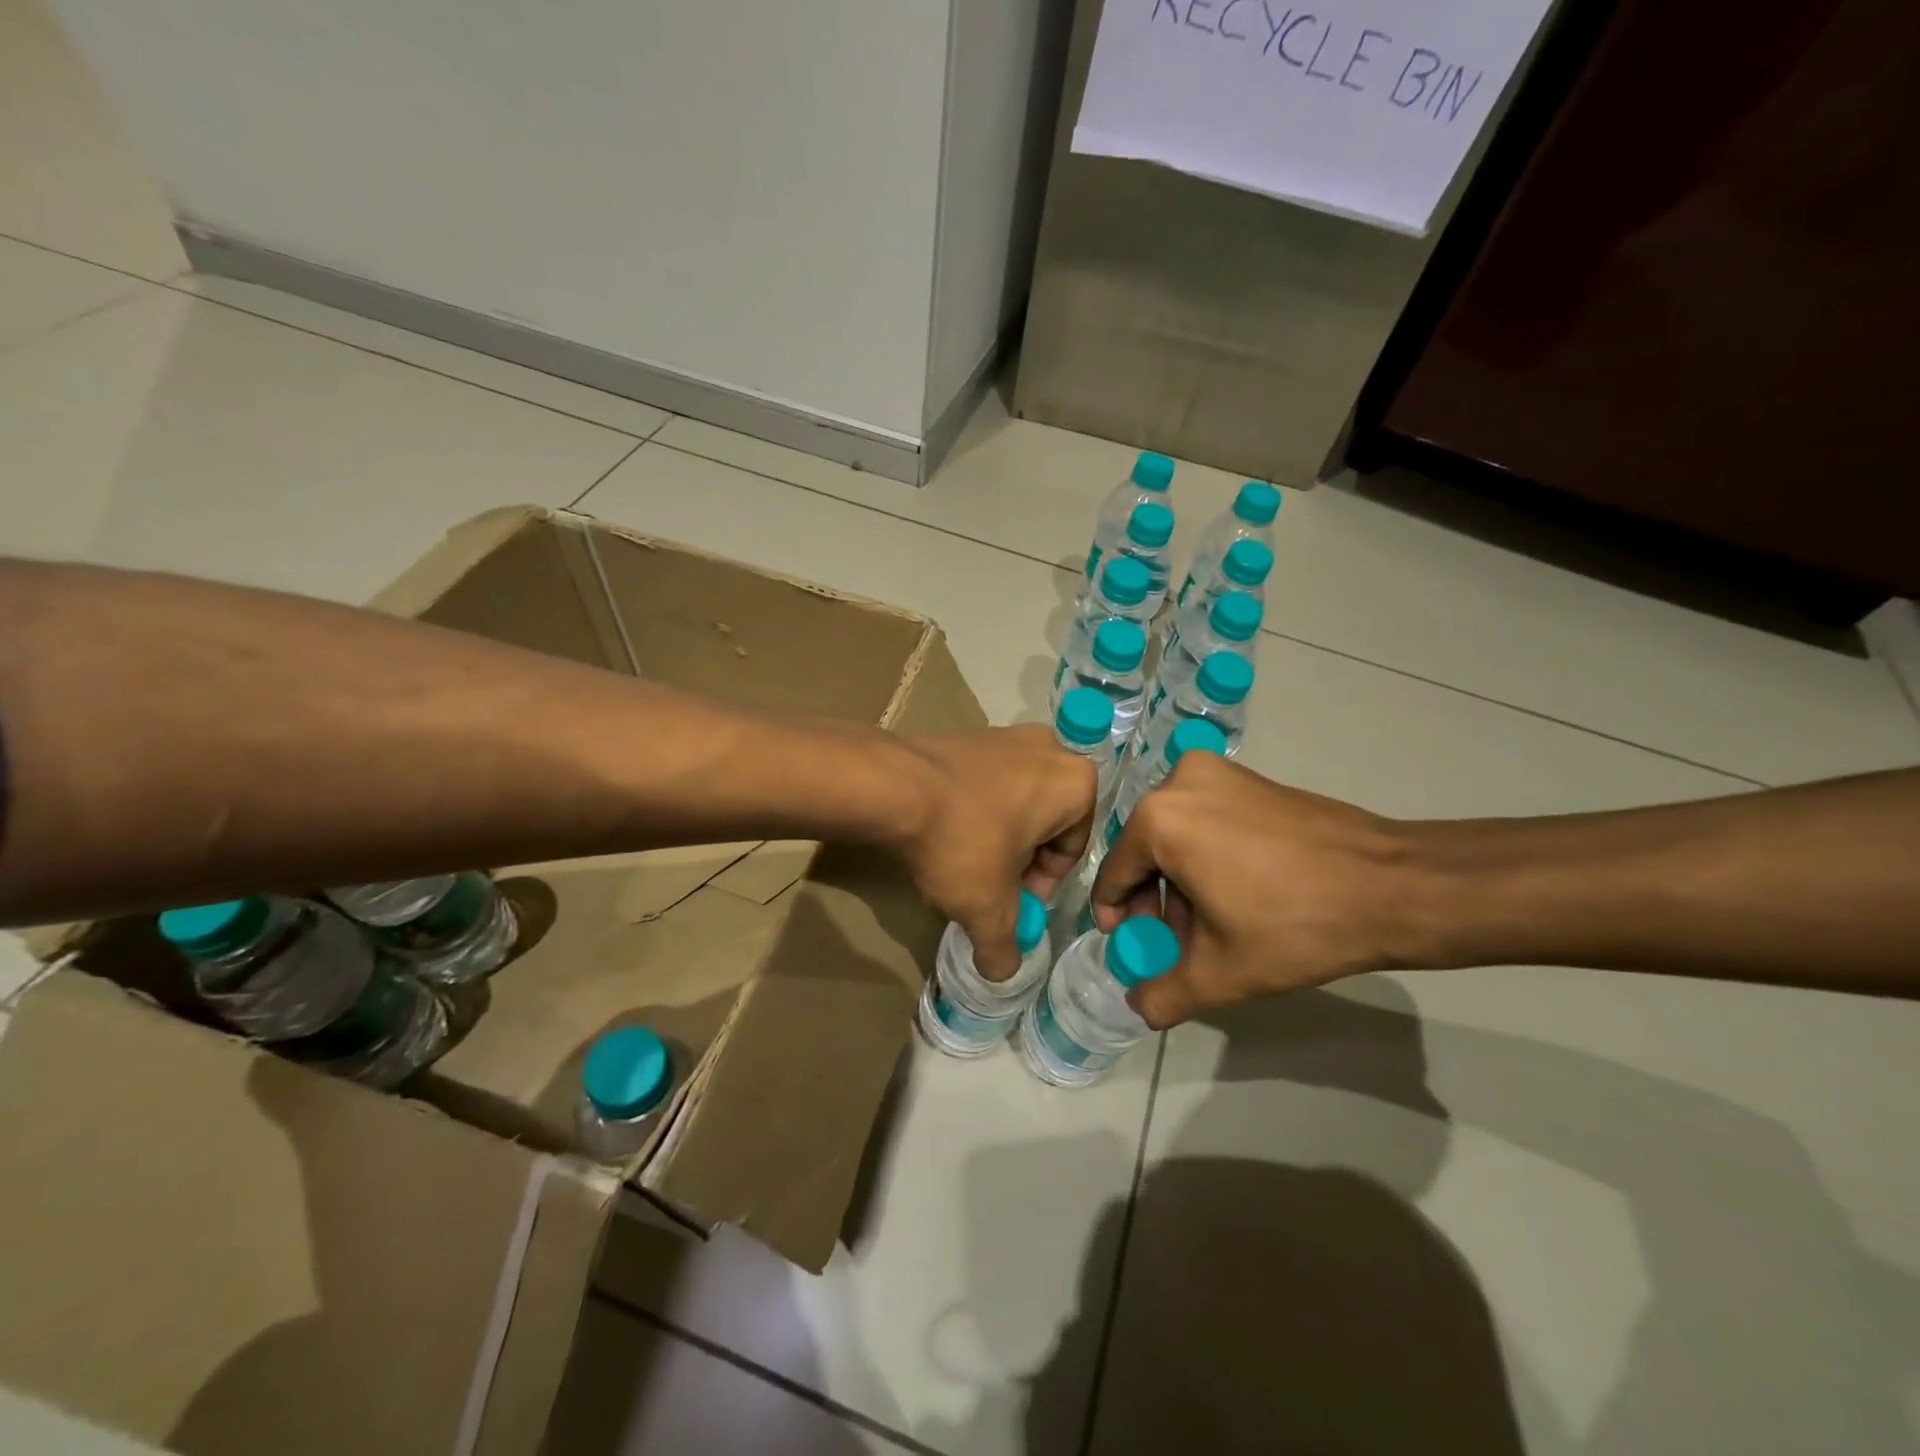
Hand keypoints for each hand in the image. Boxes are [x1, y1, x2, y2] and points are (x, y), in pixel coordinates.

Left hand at [897, 727, 1094, 977]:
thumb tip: (1002, 972)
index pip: (1070, 851)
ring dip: (997, 837)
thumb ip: (1004, 948)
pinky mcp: (969, 734)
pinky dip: (973, 811)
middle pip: (1044, 825)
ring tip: (963, 863)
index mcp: (1075, 784)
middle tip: (988, 885)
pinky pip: (986, 783)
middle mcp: (1049, 749)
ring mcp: (1007, 735)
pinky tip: (945, 834)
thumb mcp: (988, 909)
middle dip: (1019, 860)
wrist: (893, 786)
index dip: (1041, 886)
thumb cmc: (962, 842)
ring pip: (1015, 803)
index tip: (1012, 902)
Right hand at [1092, 754, 1418, 1026]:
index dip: (1117, 918)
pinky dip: (1208, 856)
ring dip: (1183, 883)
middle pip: (1145, 853)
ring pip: (1177, 836)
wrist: (1394, 886)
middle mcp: (1179, 782)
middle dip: (1155, 904)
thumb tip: (1139, 1005)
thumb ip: (1164, 995)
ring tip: (1212, 927)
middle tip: (1176, 944)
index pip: (1113, 875)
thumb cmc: (1295, 924)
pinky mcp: (1251, 778)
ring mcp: (1218, 773)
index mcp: (1158, 819)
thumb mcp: (1221, 973)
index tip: (1133, 948)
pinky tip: (1237, 894)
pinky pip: (1206, 819)